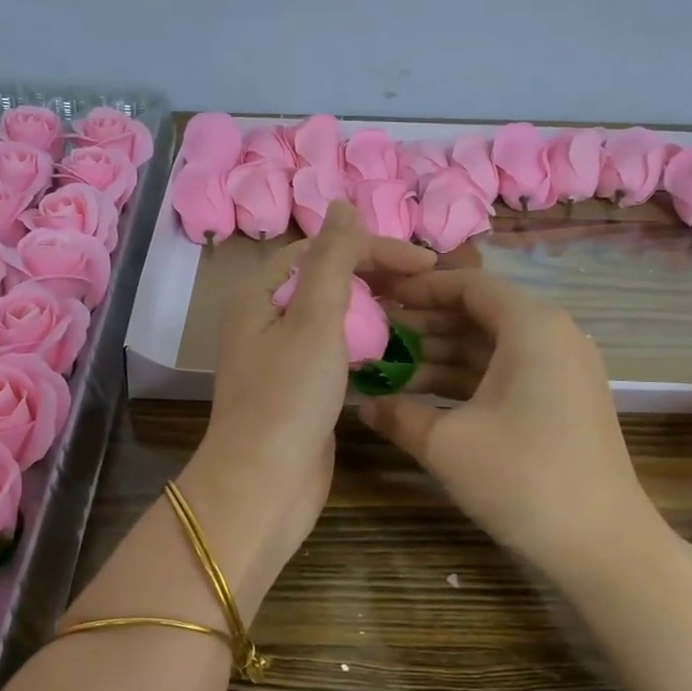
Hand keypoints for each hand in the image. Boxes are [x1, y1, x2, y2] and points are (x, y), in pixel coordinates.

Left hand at [182, 204, 434, 595]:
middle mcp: (269, 319)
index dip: (372, 248)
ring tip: (421, 312)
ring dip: (375, 310)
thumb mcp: (313, 319)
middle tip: (428, 286)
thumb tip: (341, 204)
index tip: (425, 263)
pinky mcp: (302, 388)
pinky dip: (367, 344)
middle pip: (329, 280)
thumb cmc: (288, 398)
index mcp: (263, 294)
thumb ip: (331, 260)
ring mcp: (285, 356)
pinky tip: (399, 348)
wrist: (264, 486)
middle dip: (377, 277)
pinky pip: (338, 351)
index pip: (323, 250)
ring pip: (336, 317)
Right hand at [359, 269, 659, 580]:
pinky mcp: (562, 401)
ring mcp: (562, 370)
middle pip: (479, 314)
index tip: (380, 299)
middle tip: (376, 339)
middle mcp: (552, 335)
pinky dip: (467, 381)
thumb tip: (363, 403)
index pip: (469, 284)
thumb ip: (398, 414)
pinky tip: (425, 399)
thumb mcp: (447, 444)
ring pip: (491, 347)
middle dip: (425, 326)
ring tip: (390, 371)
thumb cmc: (523, 478)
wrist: (604, 545)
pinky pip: (506, 373)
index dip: (420, 289)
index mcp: (532, 326)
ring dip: (441, 357)